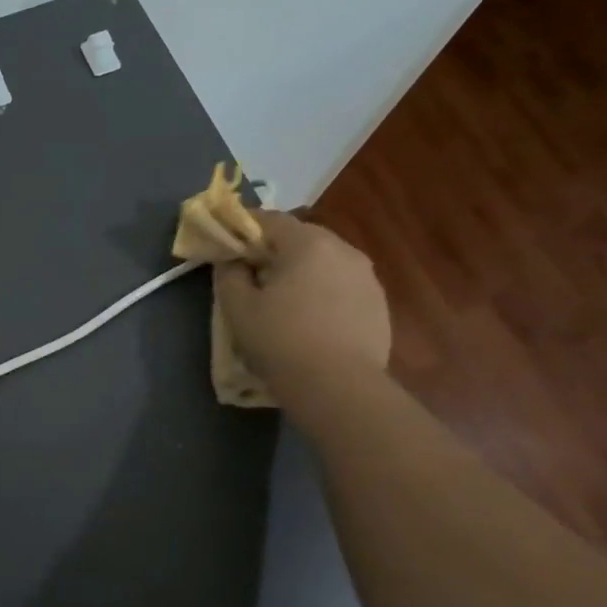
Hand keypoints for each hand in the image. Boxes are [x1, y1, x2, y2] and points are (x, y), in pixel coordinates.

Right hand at [214, 209, 390, 413]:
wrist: (338, 388)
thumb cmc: (280, 340)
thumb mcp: (238, 308)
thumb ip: (229, 274)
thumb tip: (232, 260)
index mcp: (307, 243)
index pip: (269, 219)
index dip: (243, 228)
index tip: (227, 245)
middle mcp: (343, 250)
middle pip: (301, 238)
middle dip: (274, 251)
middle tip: (253, 274)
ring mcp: (367, 277)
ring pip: (325, 262)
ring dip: (302, 272)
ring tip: (284, 300)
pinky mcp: (379, 304)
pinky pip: (342, 286)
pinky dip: (323, 292)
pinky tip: (311, 320)